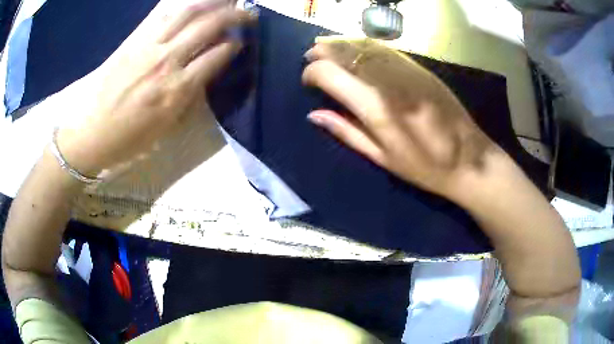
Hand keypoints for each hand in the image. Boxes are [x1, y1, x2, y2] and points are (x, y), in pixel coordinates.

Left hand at [57, 0, 253, 175]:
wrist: (89, 133)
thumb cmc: (127, 138)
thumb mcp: (165, 128)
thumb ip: (188, 98)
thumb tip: (205, 73)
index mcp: (176, 90)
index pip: (217, 55)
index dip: (234, 45)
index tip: (239, 43)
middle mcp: (166, 61)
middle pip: (208, 25)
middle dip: (234, 15)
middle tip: (247, 13)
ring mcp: (148, 46)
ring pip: (187, 12)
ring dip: (212, 2)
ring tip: (225, 1)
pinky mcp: (132, 40)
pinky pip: (160, 14)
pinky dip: (179, 4)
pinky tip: (192, 3)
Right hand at [302, 41, 499, 198]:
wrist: (470, 161)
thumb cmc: (425, 168)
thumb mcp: (382, 158)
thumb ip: (347, 131)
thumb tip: (314, 114)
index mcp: (377, 109)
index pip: (331, 74)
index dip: (312, 73)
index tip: (308, 81)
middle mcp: (390, 82)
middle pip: (347, 53)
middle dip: (323, 51)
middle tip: (311, 55)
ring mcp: (408, 71)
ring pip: (365, 45)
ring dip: (342, 43)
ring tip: (326, 47)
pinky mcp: (422, 69)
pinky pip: (386, 49)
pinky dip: (365, 45)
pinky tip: (356, 47)